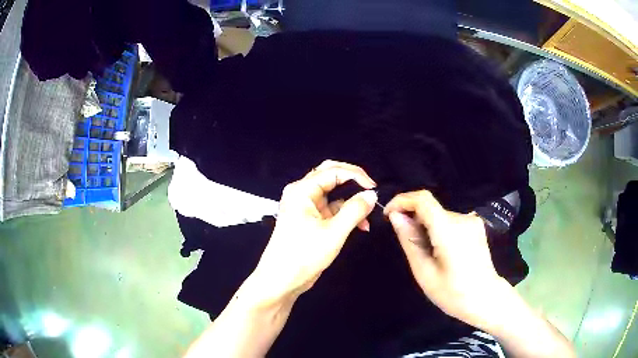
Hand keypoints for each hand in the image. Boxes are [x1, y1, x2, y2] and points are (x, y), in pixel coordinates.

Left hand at [246, 160, 377, 305]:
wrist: (281, 280)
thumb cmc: (304, 255)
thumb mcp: (334, 232)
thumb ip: (355, 210)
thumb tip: (371, 194)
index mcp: (302, 190)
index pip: (332, 171)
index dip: (356, 175)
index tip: (374, 188)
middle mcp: (302, 193)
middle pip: (330, 176)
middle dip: (352, 182)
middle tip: (371, 190)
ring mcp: (305, 207)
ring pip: (333, 194)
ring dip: (351, 203)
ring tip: (367, 217)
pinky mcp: (310, 220)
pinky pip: (331, 209)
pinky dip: (345, 215)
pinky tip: (360, 226)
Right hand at [384, 190, 506, 327]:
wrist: (485, 298)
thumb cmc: (452, 293)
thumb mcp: (424, 272)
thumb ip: (409, 240)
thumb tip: (396, 216)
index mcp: (449, 230)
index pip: (423, 199)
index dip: (402, 200)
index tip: (388, 215)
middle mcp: (463, 218)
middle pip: (431, 209)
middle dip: (413, 220)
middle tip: (408, 246)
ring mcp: (472, 221)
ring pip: (439, 215)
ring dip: (426, 227)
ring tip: (426, 254)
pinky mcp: (476, 226)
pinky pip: (450, 221)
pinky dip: (439, 230)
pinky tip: (440, 251)